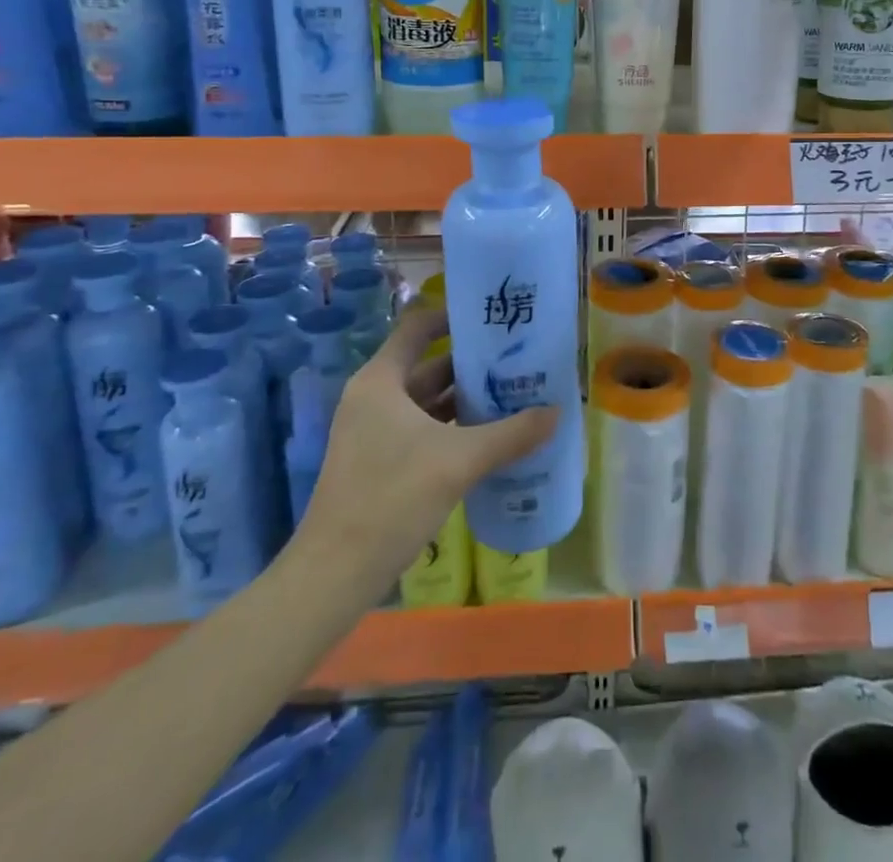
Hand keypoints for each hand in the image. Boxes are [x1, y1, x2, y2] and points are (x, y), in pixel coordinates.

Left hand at [292, 305, 556, 598]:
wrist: (335, 574)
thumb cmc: (392, 498)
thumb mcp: (459, 461)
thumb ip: (511, 434)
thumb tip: (557, 413)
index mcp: (381, 381)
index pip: (419, 327)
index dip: (454, 317)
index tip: (493, 319)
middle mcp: (375, 397)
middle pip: (428, 365)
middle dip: (472, 363)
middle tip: (518, 360)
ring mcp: (374, 432)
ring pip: (427, 401)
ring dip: (466, 398)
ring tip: (514, 394)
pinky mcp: (380, 462)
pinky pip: (423, 429)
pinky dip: (453, 427)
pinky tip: (489, 437)